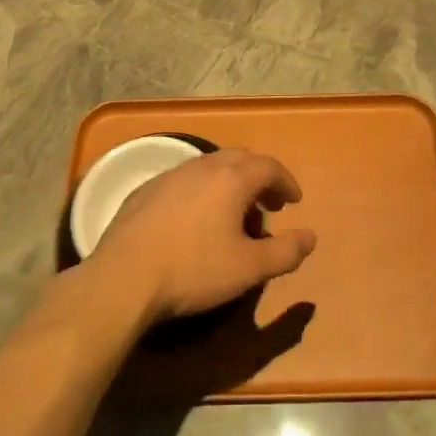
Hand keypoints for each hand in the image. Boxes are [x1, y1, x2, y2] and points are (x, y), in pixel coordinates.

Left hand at [89, 150, 316, 324]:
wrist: (124, 277)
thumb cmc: (194, 270)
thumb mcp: (248, 269)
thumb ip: (285, 252)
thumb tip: (310, 236)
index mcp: (232, 178)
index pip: (269, 166)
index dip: (286, 182)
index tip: (293, 201)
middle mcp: (203, 165)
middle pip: (240, 159)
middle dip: (259, 178)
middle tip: (268, 205)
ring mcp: (171, 174)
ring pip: (210, 167)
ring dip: (230, 183)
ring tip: (233, 214)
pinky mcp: (147, 189)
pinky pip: (185, 180)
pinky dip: (202, 191)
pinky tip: (195, 220)